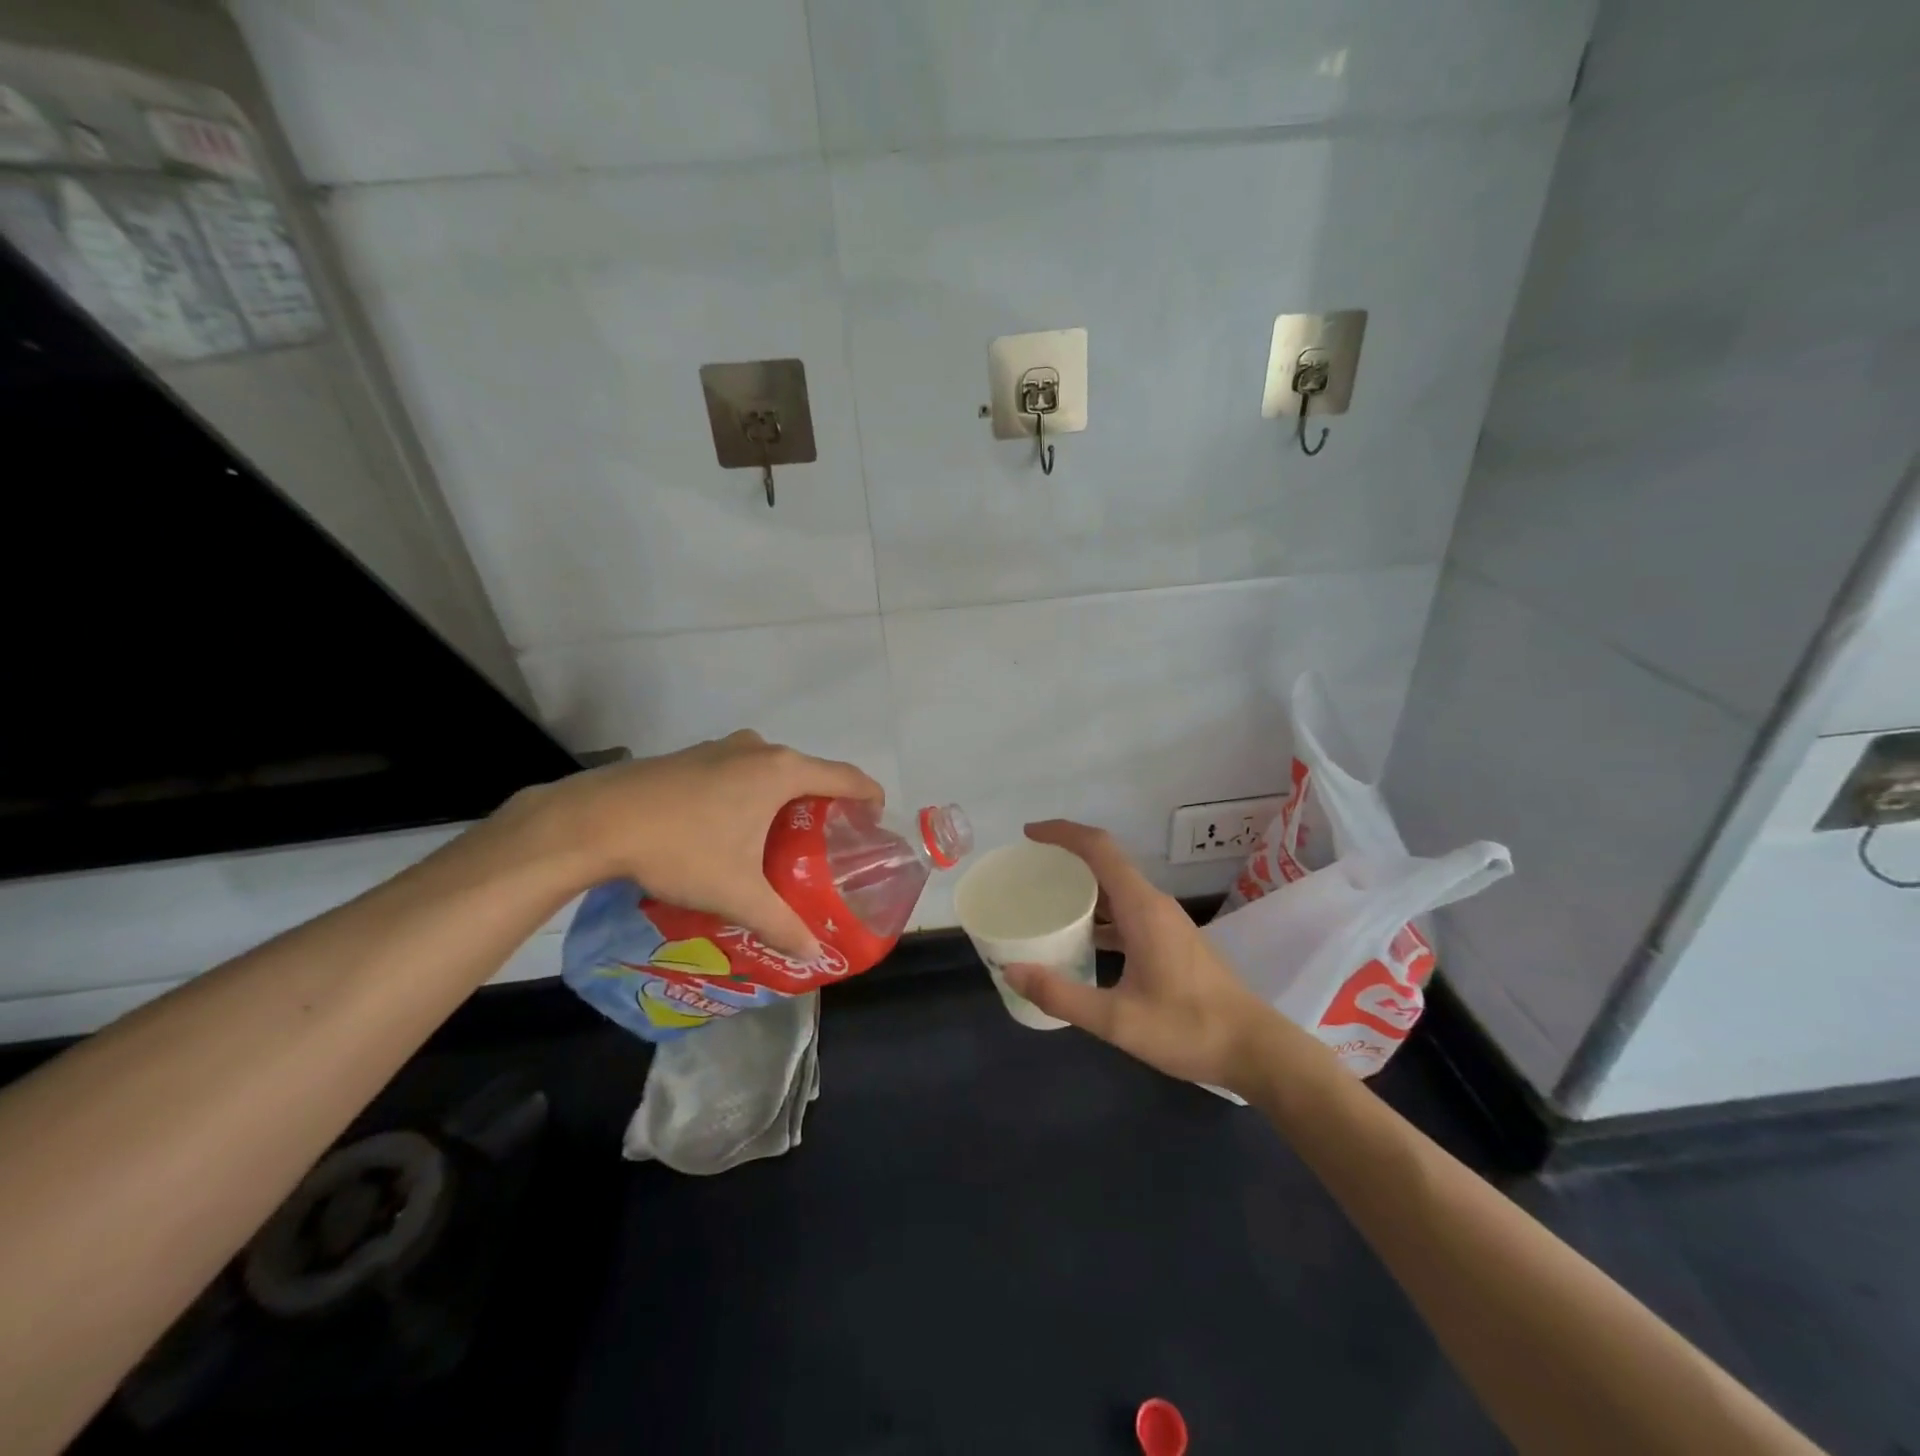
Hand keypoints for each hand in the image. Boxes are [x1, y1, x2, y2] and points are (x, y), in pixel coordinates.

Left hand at [517, 730, 883, 958]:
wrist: (595, 820)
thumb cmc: (680, 848)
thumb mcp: (736, 893)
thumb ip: (781, 924)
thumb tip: (814, 956)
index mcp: (782, 772)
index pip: (847, 777)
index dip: (869, 798)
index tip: (875, 823)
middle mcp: (759, 749)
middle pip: (812, 772)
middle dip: (827, 803)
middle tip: (829, 843)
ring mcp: (723, 747)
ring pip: (774, 769)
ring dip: (788, 797)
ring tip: (784, 838)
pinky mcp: (694, 755)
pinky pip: (743, 769)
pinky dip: (755, 791)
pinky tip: (735, 827)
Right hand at [1003, 821, 1279, 1090]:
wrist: (1254, 1049)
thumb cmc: (1188, 1028)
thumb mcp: (1117, 1019)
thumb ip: (1062, 995)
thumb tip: (1011, 970)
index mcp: (1142, 908)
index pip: (1099, 848)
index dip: (1063, 833)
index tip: (1029, 834)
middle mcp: (1154, 904)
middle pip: (1106, 863)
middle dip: (1066, 858)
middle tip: (1027, 871)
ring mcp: (1165, 922)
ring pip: (1117, 889)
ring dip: (1083, 888)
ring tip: (1045, 902)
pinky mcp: (1170, 940)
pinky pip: (1127, 911)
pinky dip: (1099, 915)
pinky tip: (1081, 941)